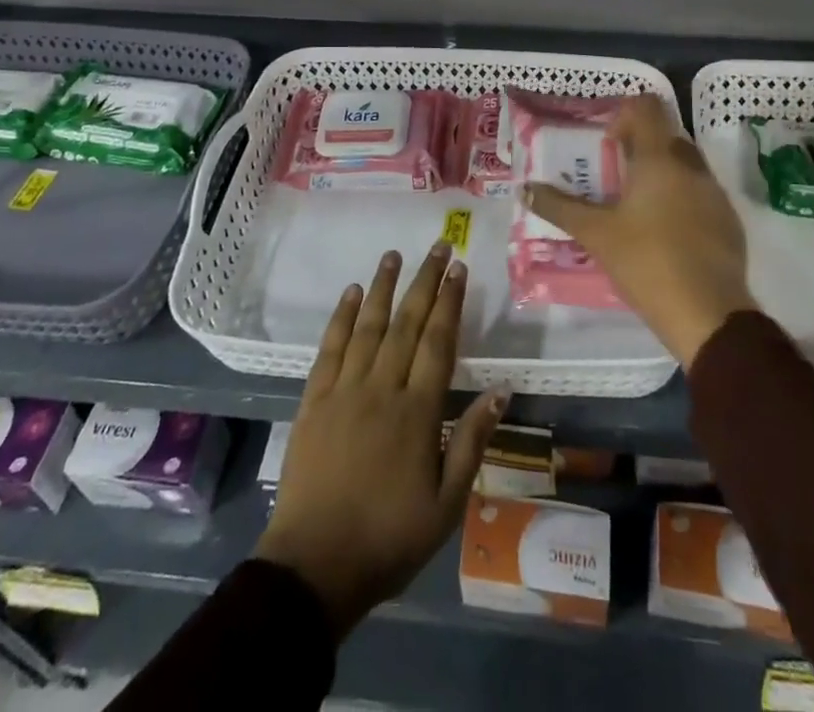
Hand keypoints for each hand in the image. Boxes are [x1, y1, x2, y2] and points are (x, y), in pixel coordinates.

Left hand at [256, 243, 506, 635]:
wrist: (313, 566)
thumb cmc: (389, 539)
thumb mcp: (446, 504)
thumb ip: (472, 442)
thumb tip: (500, 390)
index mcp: (418, 411)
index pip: (439, 341)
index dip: (451, 302)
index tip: (460, 269)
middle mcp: (382, 388)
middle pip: (407, 322)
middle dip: (425, 281)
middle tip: (439, 246)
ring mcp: (344, 390)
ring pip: (368, 325)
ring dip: (382, 287)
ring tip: (394, 254)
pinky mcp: (313, 400)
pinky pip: (330, 348)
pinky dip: (341, 317)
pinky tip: (350, 293)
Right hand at [525, 94, 755, 364]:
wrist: (709, 315)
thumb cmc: (647, 262)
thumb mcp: (595, 234)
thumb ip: (559, 207)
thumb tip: (526, 189)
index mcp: (660, 158)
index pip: (647, 107)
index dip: (624, 115)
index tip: (605, 145)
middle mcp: (692, 165)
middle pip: (665, 135)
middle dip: (638, 148)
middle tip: (612, 178)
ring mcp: (715, 193)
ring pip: (684, 165)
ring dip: (659, 174)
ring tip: (634, 208)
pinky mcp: (729, 221)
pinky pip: (700, 194)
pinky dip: (680, 200)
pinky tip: (664, 235)